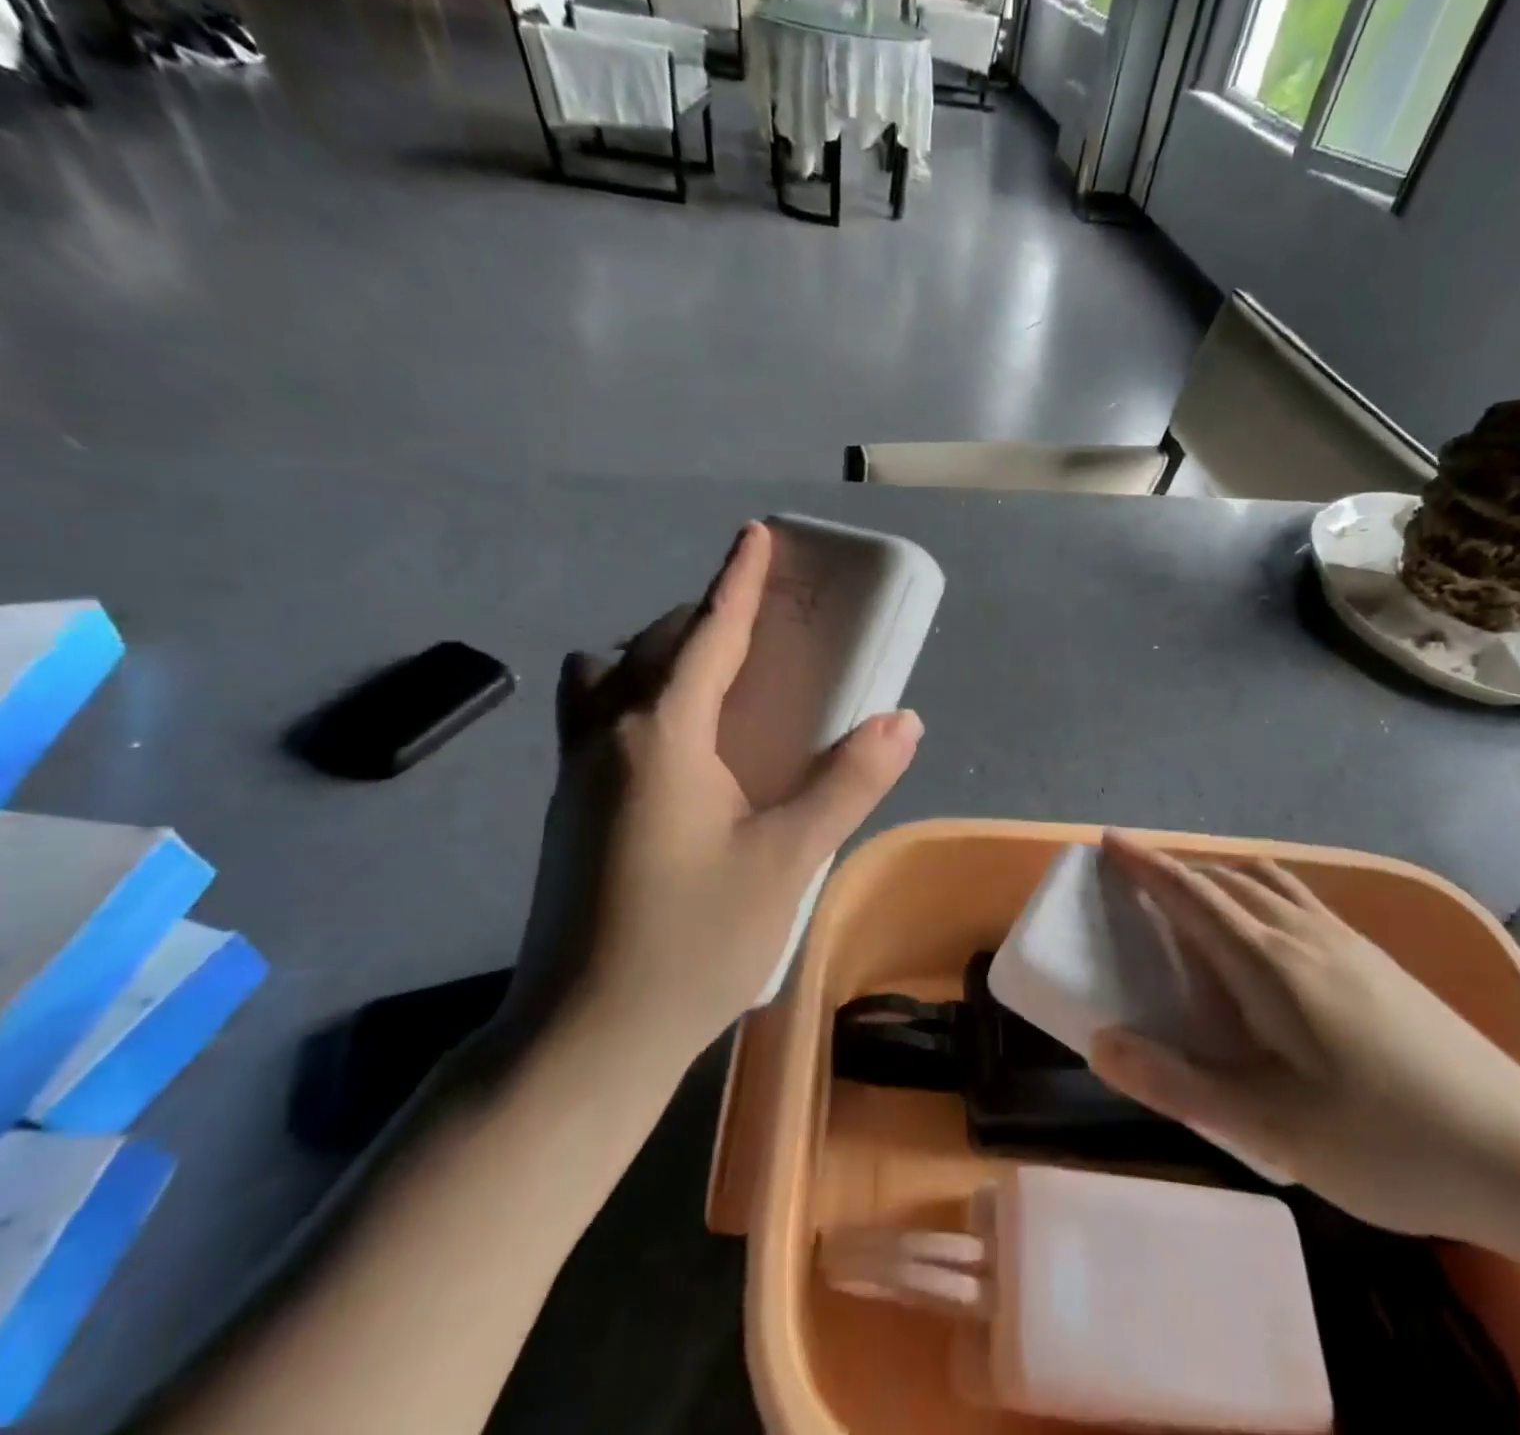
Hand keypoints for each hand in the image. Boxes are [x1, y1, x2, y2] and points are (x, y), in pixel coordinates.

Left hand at [512, 521, 922, 1060]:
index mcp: (661, 734)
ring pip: (607, 678)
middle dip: (703, 619)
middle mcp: (607, 736)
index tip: (755, 533)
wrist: (586, 1036)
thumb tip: (904, 722)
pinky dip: (633, 699)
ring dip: (654, 658)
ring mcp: (575, 774)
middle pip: (653, 645)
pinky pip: (595, 718)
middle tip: (756, 633)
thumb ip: (848, 783)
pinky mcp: (567, 810)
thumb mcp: (789, 859)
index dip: (737, 581)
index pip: (707, 633)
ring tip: (709, 689)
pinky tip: (674, 753)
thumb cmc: (694, 941)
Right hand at [1088, 831, 1519, 1237]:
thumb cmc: (1387, 1143)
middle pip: (1227, 880)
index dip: (1146, 864)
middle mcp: (1305, 936)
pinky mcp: (1377, 960)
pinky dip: (1259, 893)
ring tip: (1195, 897)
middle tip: (1138, 880)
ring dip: (1220, 877)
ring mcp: (1348, 943)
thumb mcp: (1270, 1130)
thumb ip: (1179, 1085)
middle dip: (1176, 869)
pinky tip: (1267, 934)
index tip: (1109, 840)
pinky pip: (1299, 900)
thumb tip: (1100, 1043)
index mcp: (1271, 965)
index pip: (1192, 895)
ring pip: (1268, 883)